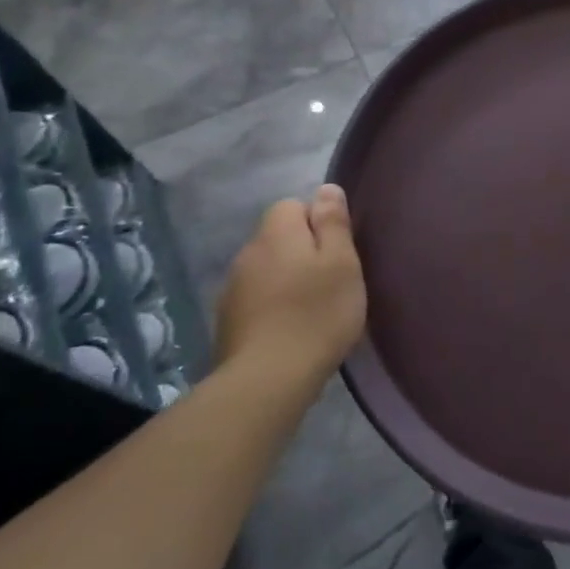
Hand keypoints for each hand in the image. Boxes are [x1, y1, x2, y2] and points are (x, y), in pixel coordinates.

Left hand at [214, 186, 366, 384]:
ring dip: (286, 279)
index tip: (337, 251)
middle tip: (331, 281)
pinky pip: (256, 299)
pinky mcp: (227, 321)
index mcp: (276, 234)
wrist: (268, 378)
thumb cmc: (317, 313)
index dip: (316, 222)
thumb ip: (333, 223)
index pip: (292, 206)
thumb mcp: (342, 262)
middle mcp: (248, 253)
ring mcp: (232, 289)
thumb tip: (325, 189)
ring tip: (312, 308)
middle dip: (302, 251)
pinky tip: (290, 329)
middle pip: (278, 238)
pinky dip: (273, 306)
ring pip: (266, 269)